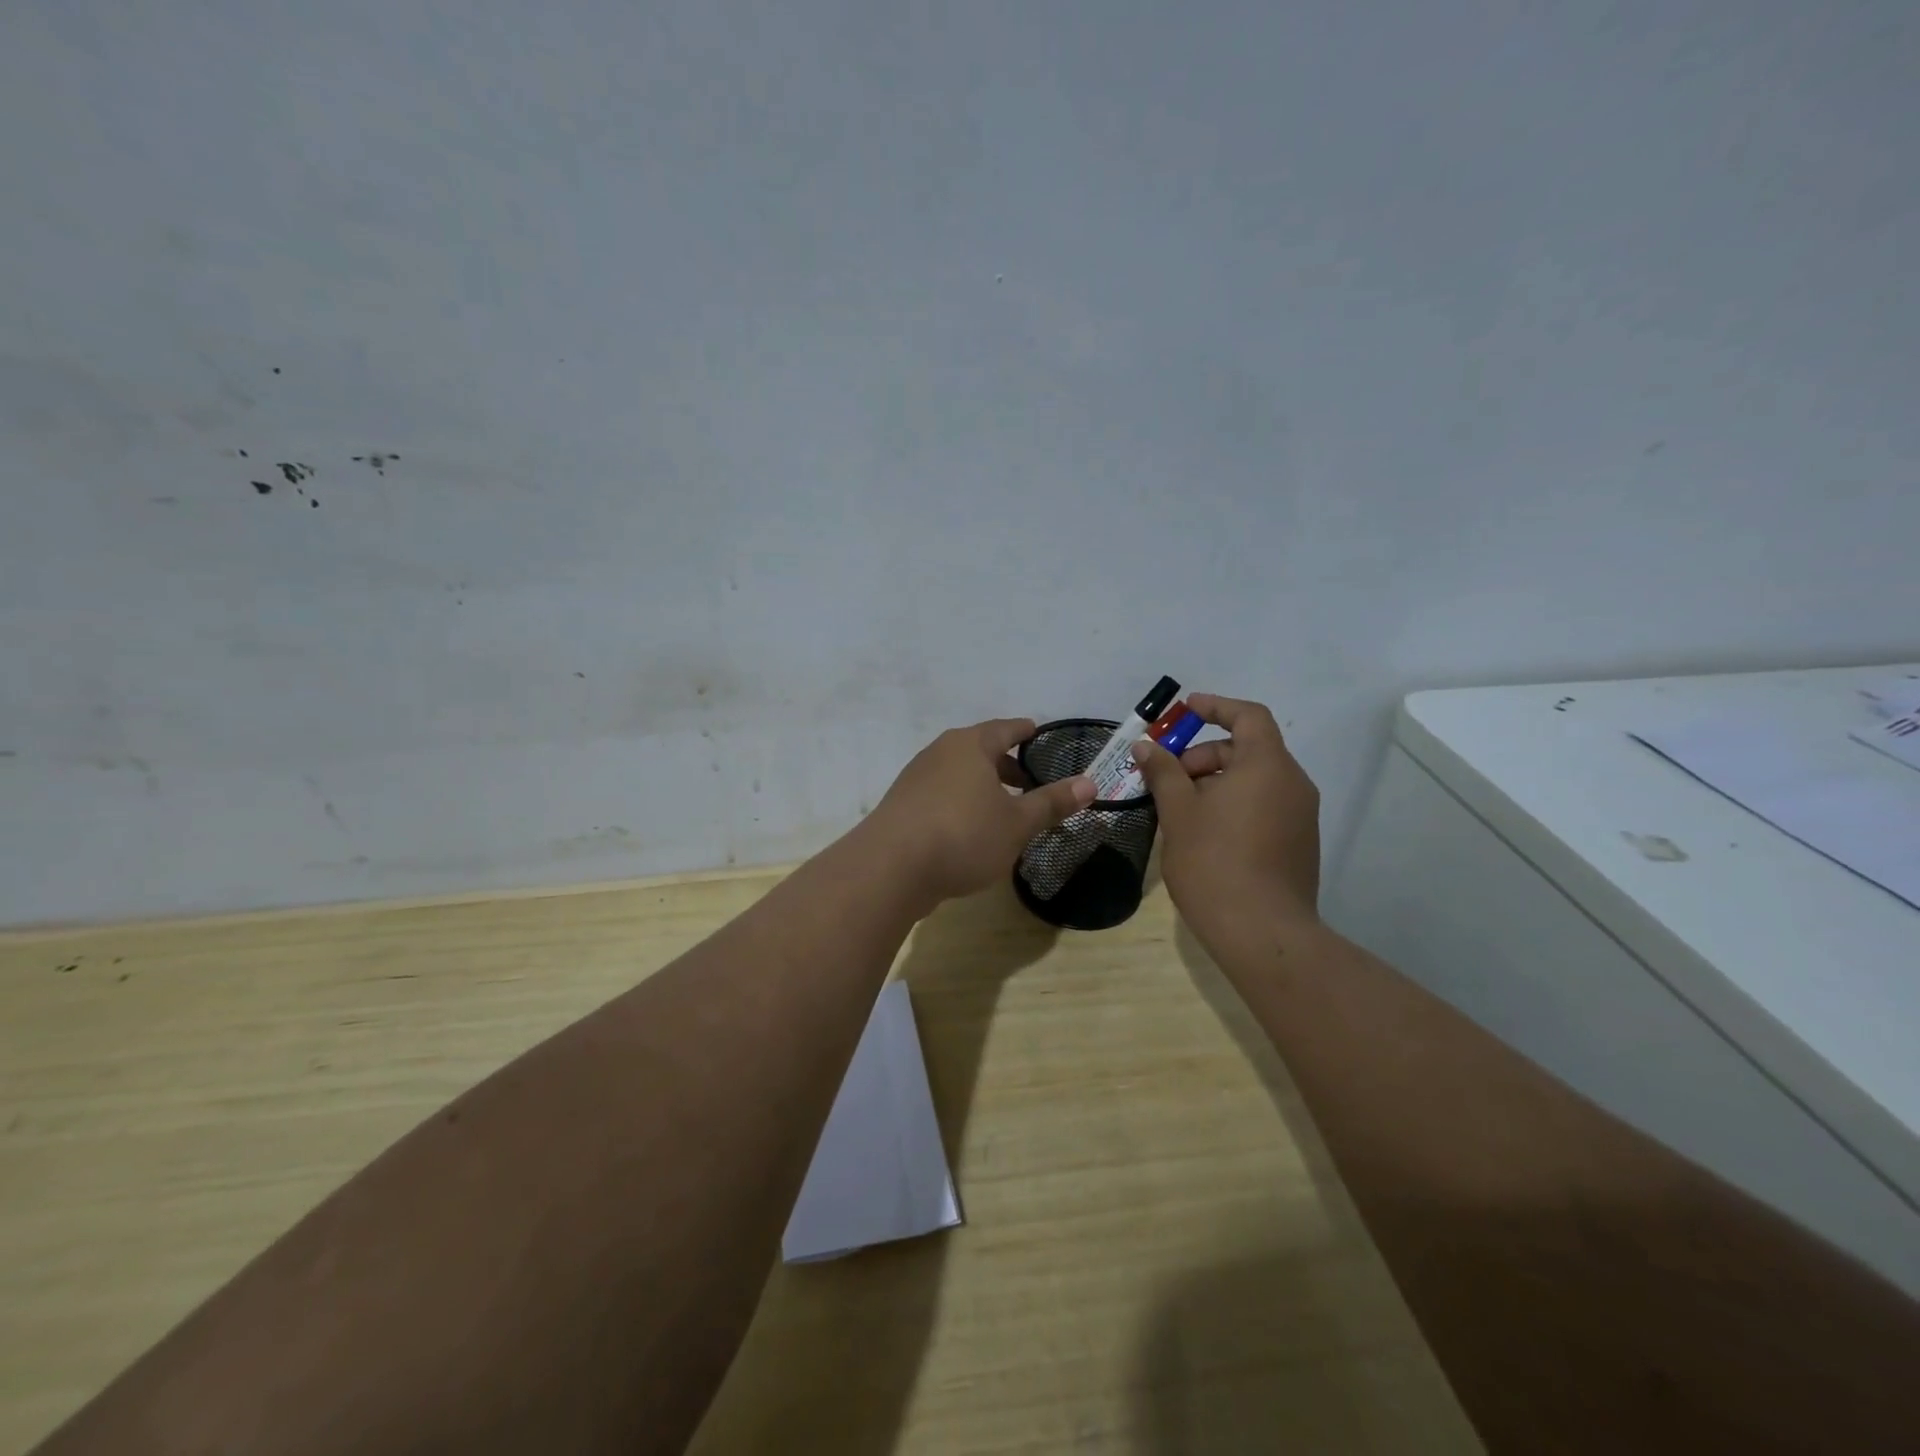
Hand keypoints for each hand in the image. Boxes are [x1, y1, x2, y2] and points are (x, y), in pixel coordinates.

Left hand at [864, 718, 1094, 911]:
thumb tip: (1090, 783)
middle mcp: (940, 753)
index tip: (1036, 732)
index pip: (1004, 729)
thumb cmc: (963, 835)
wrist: (890, 868)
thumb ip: (1051, 803)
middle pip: (979, 750)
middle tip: (1028, 779)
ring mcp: (916, 779)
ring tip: (1002, 807)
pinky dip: (961, 803)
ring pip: (958, 774)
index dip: (1024, 731)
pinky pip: (941, 795)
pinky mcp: (902, 807)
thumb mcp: (1017, 823)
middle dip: (1005, 763)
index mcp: (970, 746)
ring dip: (982, 786)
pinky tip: (970, 829)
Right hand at [1130, 693, 1320, 939]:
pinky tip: (1205, 833)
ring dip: (1217, 781)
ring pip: (1256, 780)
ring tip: (1180, 809)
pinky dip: (1235, 803)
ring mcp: (1301, 816)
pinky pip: (1265, 805)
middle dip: (1205, 755)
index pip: (1248, 716)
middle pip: (1248, 748)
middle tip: (1169, 778)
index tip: (1184, 711)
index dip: (1215, 707)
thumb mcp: (1179, 812)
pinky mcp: (1299, 844)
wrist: (1262, 932)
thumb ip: (1163, 772)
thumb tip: (1146, 746)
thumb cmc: (1215, 861)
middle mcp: (1293, 783)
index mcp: (1267, 766)